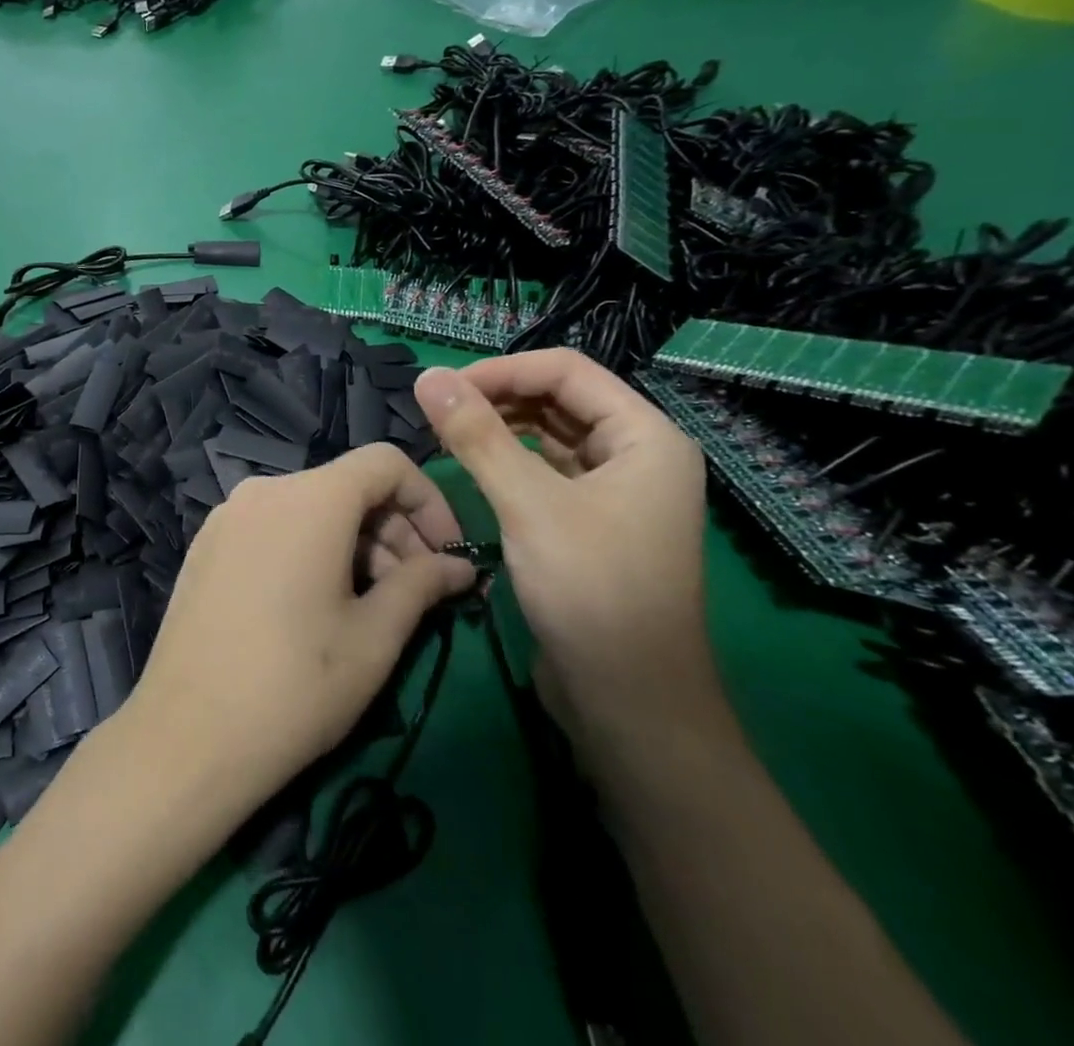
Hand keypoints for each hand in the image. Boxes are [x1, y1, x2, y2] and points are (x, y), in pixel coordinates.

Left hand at [121, 444, 479, 815]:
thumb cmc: (296, 685)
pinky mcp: (206, 544)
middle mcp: (264, 490)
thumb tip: (459, 566)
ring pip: (309, 508)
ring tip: (372, 607)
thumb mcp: (374, 638)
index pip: (385, 462)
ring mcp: (227, 515)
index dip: (429, 500)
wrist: (188, 733)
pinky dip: (309, 548)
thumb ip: (422, 585)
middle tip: (418, 593)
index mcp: (310, 498)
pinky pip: (273, 527)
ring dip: (353, 544)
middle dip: (393, 531)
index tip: (447, 555)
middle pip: (346, 486)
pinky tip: (315, 605)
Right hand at [413, 351, 717, 740]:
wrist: (629, 703)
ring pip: (548, 436)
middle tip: (437, 411)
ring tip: (444, 434)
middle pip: (558, 400)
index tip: (443, 388)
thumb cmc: (591, 591)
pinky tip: (469, 467)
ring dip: (498, 429)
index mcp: (646, 438)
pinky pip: (544, 471)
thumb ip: (476, 435)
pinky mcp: (589, 522)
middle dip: (497, 397)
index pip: (567, 371)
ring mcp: (615, 491)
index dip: (502, 370)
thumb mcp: (528, 505)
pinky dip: (506, 462)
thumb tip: (426, 376)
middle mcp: (636, 456)